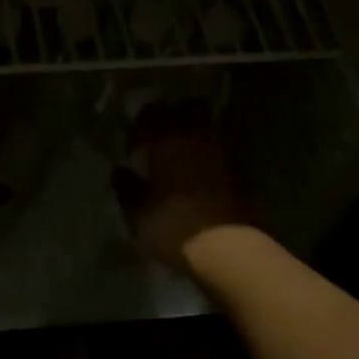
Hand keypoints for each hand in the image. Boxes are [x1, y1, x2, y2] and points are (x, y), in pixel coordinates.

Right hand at [110, 102, 254, 273]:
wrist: (228, 248)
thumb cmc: (174, 225)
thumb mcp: (138, 213)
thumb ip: (126, 188)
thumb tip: (120, 171)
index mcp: (167, 138)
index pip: (151, 113)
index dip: (140, 127)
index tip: (133, 148)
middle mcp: (196, 136)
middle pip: (187, 109)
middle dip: (173, 119)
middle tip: (160, 142)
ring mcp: (222, 151)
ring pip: (206, 129)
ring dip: (193, 138)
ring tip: (179, 160)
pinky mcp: (239, 171)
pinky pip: (218, 152)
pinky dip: (207, 157)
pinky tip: (197, 178)